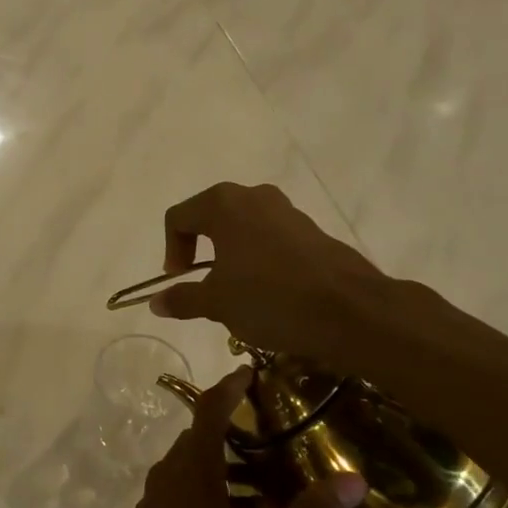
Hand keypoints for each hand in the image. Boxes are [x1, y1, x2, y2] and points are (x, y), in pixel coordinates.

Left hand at [92, 368, 366, 507]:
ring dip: (227, 460)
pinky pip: (186, 484)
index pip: (210, 408)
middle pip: (202, 434)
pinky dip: (214, 483)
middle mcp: (171, 471)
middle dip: (236, 425)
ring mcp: (158, 495)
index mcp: (194, 467)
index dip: (231, 386)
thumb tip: (354, 480)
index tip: (252, 369)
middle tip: (276, 426)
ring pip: (195, 462)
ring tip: (269, 474)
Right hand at [152, 182, 391, 360]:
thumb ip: (183, 299)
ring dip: (230, 254)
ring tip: (235, 290)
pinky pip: (270, 237)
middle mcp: (254, 197)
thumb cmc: (271, 299)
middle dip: (199, 249)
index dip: (171, 250)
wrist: (351, 310)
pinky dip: (258, 257)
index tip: (178, 281)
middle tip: (201, 283)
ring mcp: (287, 210)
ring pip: (243, 226)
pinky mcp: (311, 229)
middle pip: (210, 216)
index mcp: (223, 205)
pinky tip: (268, 291)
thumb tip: (156, 302)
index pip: (178, 218)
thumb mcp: (217, 304)